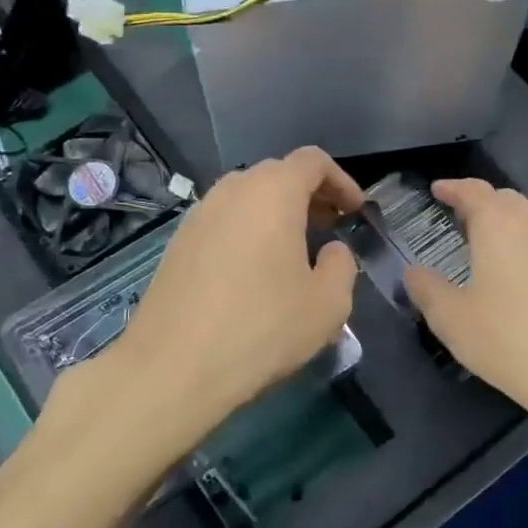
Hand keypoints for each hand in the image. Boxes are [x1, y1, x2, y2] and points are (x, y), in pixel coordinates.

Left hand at [94, 146, 362, 454]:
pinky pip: (222, 222)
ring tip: (293, 252)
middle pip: (277, 174)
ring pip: (246, 198)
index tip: (355, 212)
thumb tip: (330, 251)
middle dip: (309, 196)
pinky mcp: (177, 244)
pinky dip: (247, 232)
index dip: (341, 181)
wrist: (173, 366)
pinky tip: (253, 274)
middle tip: (330, 229)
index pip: (313, 161)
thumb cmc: (261, 328)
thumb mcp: (327, 304)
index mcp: (272, 191)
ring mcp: (197, 215)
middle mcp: (231, 190)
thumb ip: (341, 266)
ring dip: (276, 214)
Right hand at [405, 180, 527, 426]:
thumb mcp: (451, 319)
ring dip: (506, 224)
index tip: (436, 189)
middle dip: (480, 203)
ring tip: (486, 245)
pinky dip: (526, 246)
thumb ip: (427, 289)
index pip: (473, 191)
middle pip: (505, 200)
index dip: (452, 188)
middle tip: (458, 219)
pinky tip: (517, 276)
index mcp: (499, 224)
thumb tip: (415, 272)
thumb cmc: (508, 339)